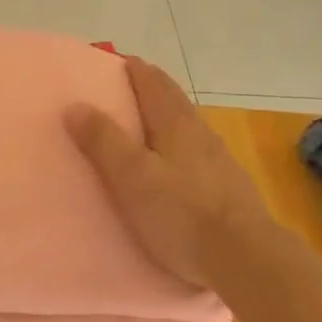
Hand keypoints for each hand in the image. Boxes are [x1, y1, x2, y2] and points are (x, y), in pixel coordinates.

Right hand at [66, 56, 280, 291]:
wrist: (246, 258)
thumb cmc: (181, 213)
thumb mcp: (131, 176)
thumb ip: (103, 141)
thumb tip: (76, 104)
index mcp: (175, 123)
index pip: (153, 82)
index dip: (134, 69)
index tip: (115, 62)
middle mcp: (201, 133)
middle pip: (174, 101)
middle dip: (151, 89)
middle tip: (125, 89)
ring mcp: (220, 160)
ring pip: (188, 127)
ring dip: (166, 119)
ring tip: (145, 128)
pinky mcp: (230, 188)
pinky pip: (198, 154)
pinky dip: (179, 148)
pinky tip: (175, 168)